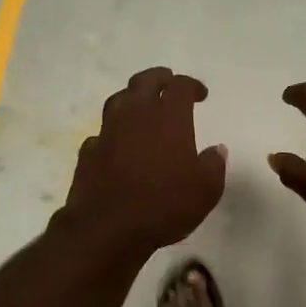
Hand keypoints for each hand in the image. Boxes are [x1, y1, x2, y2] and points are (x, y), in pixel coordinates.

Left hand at [60, 68, 226, 253]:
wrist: (108, 228)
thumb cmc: (165, 205)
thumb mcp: (206, 190)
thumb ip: (214, 165)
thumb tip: (216, 150)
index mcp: (169, 118)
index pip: (180, 86)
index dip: (192, 85)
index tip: (201, 94)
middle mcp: (136, 116)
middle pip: (144, 81)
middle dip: (159, 78)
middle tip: (169, 85)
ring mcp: (108, 132)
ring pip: (118, 100)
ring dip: (133, 98)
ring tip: (142, 107)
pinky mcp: (89, 152)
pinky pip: (102, 133)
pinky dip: (113, 133)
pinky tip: (118, 144)